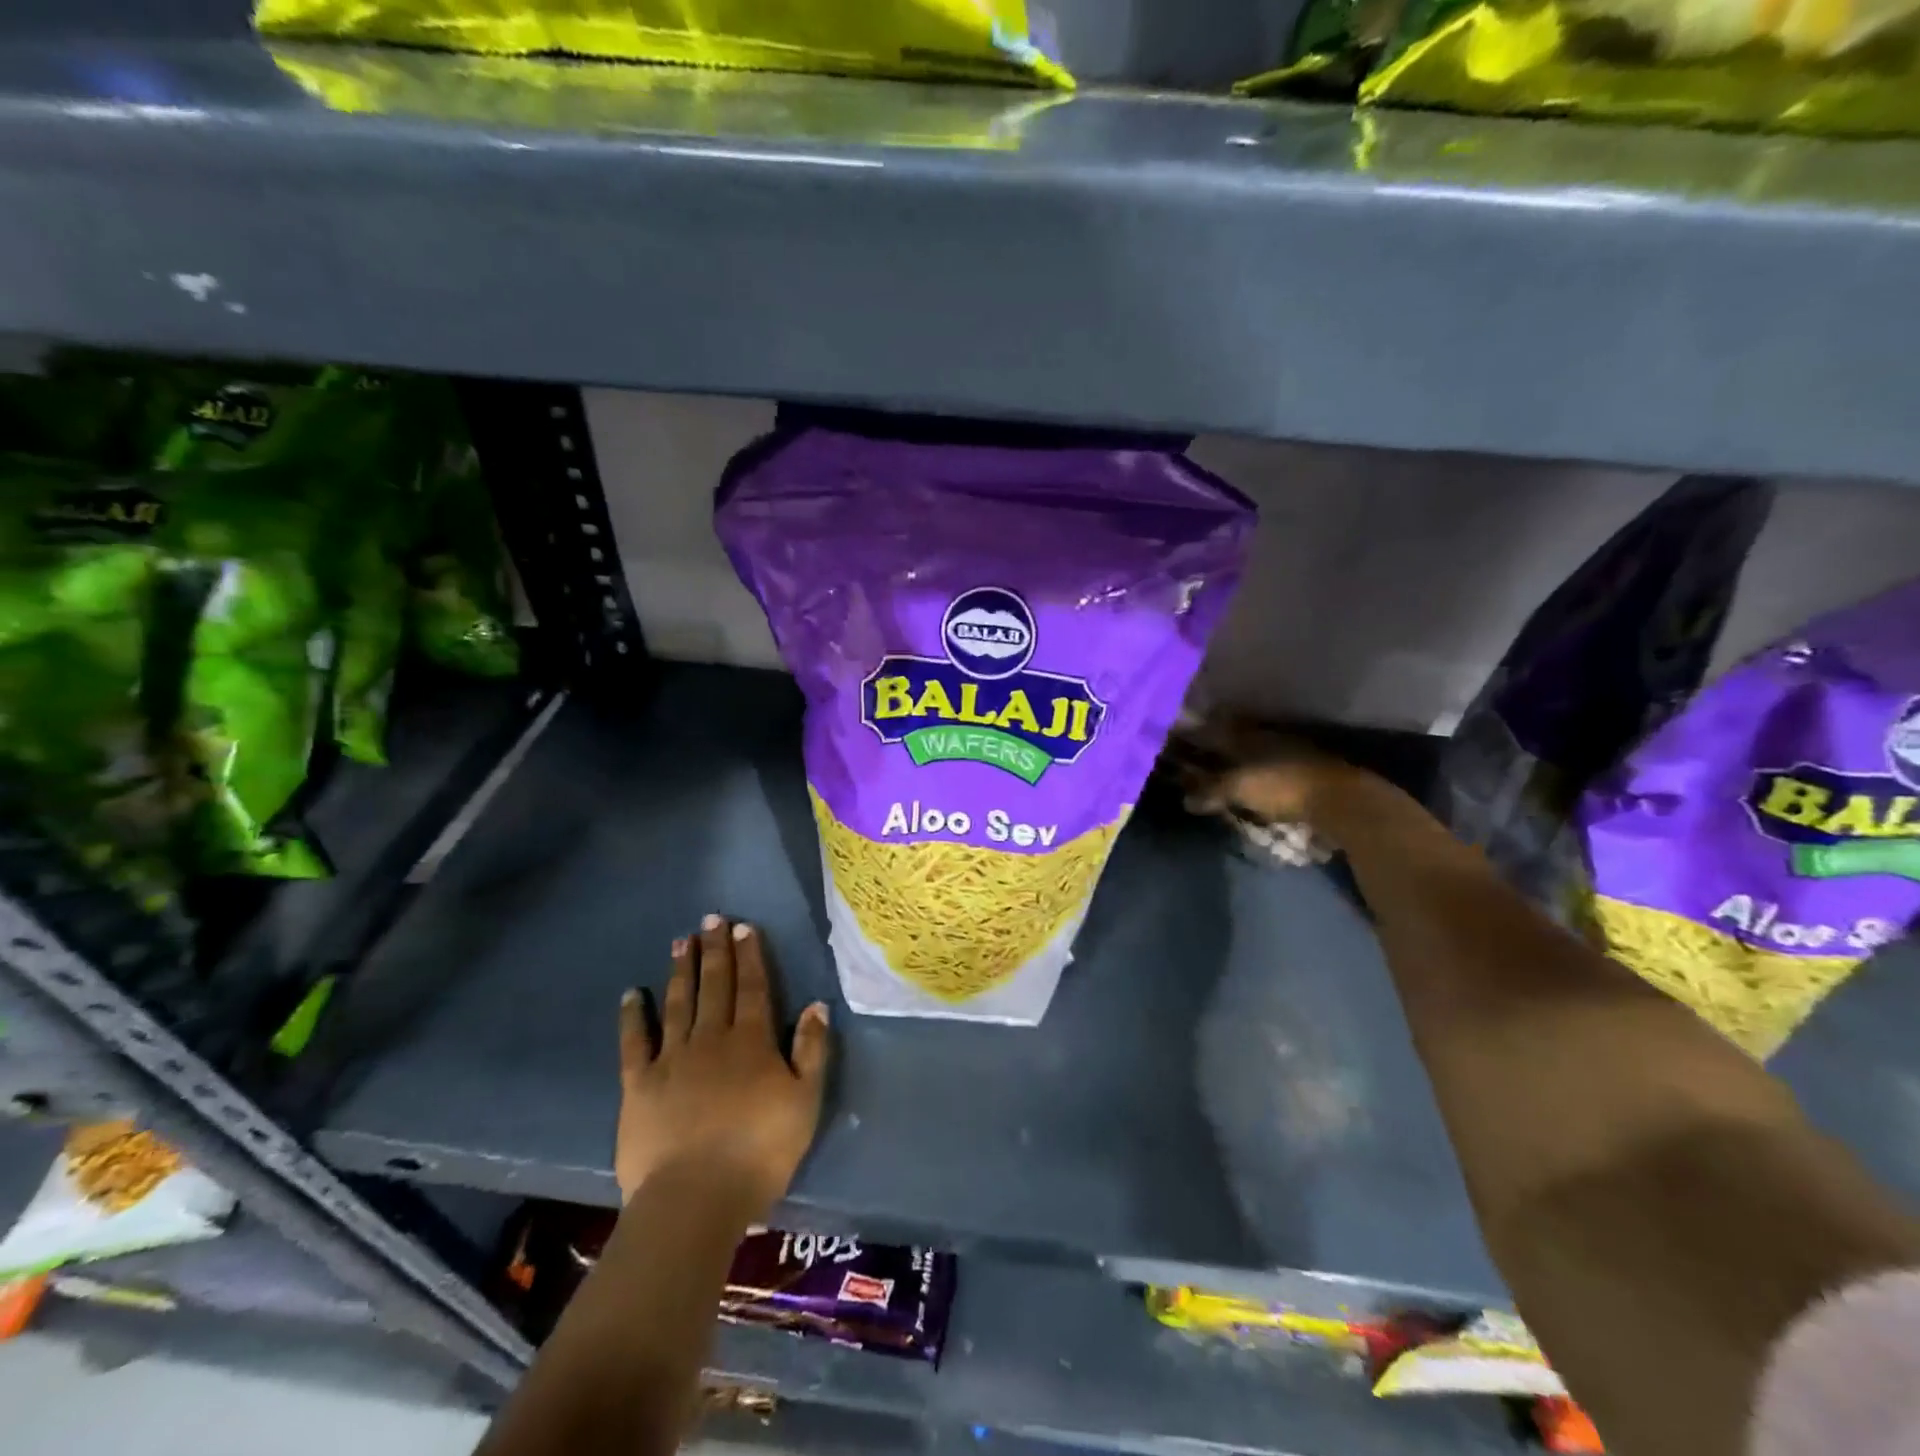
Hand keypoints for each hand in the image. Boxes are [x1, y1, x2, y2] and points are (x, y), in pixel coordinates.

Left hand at [616, 915, 830, 1214]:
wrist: (695, 1199)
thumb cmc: (759, 1152)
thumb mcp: (804, 1102)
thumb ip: (812, 1051)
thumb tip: (817, 1005)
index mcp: (752, 1042)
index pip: (753, 987)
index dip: (750, 956)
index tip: (744, 927)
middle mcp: (711, 1039)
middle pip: (715, 986)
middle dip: (715, 950)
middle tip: (711, 919)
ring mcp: (672, 1059)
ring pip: (678, 1003)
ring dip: (680, 971)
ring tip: (680, 941)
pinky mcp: (639, 1085)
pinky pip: (634, 1042)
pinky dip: (632, 1017)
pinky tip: (631, 995)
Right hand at [1175, 715, 1363, 826]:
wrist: (1340, 799)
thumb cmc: (1282, 785)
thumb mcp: (1238, 788)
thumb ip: (1210, 791)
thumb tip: (1185, 800)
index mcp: (1245, 733)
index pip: (1211, 725)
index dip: (1191, 729)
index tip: (1172, 733)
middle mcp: (1263, 736)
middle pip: (1229, 737)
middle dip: (1209, 745)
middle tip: (1189, 755)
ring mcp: (1285, 751)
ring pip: (1248, 751)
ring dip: (1231, 759)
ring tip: (1213, 770)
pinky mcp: (1300, 770)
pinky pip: (1264, 767)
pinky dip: (1250, 773)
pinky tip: (1244, 783)